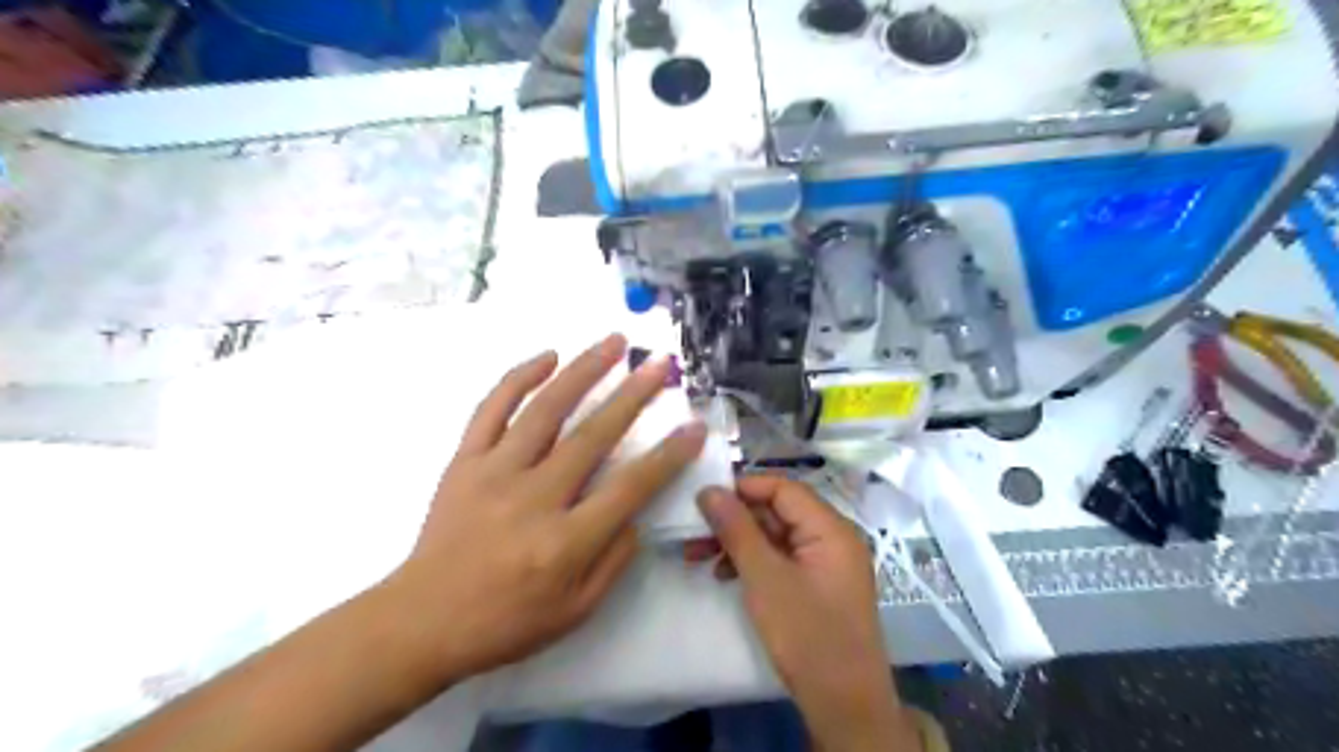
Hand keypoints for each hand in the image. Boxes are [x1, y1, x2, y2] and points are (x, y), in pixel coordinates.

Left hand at [383, 338, 703, 683]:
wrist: (422, 621)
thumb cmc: (505, 623)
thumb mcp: (576, 611)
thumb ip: (614, 559)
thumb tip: (636, 512)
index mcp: (564, 542)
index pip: (630, 487)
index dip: (667, 456)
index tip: (694, 427)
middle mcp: (533, 498)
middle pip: (592, 436)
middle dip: (633, 395)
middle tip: (659, 365)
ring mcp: (493, 473)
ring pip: (545, 409)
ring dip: (582, 370)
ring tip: (613, 342)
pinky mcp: (464, 461)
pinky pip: (491, 409)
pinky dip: (518, 377)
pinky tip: (546, 356)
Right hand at [695, 475, 915, 750]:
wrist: (845, 705)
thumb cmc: (807, 636)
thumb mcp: (765, 578)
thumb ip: (736, 529)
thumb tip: (709, 490)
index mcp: (831, 528)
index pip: (784, 488)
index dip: (743, 488)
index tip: (704, 497)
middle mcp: (833, 538)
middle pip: (778, 511)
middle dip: (735, 519)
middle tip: (694, 530)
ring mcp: (827, 563)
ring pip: (776, 536)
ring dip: (738, 542)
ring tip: (699, 555)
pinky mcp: (818, 585)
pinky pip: (782, 558)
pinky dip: (753, 562)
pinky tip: (724, 574)